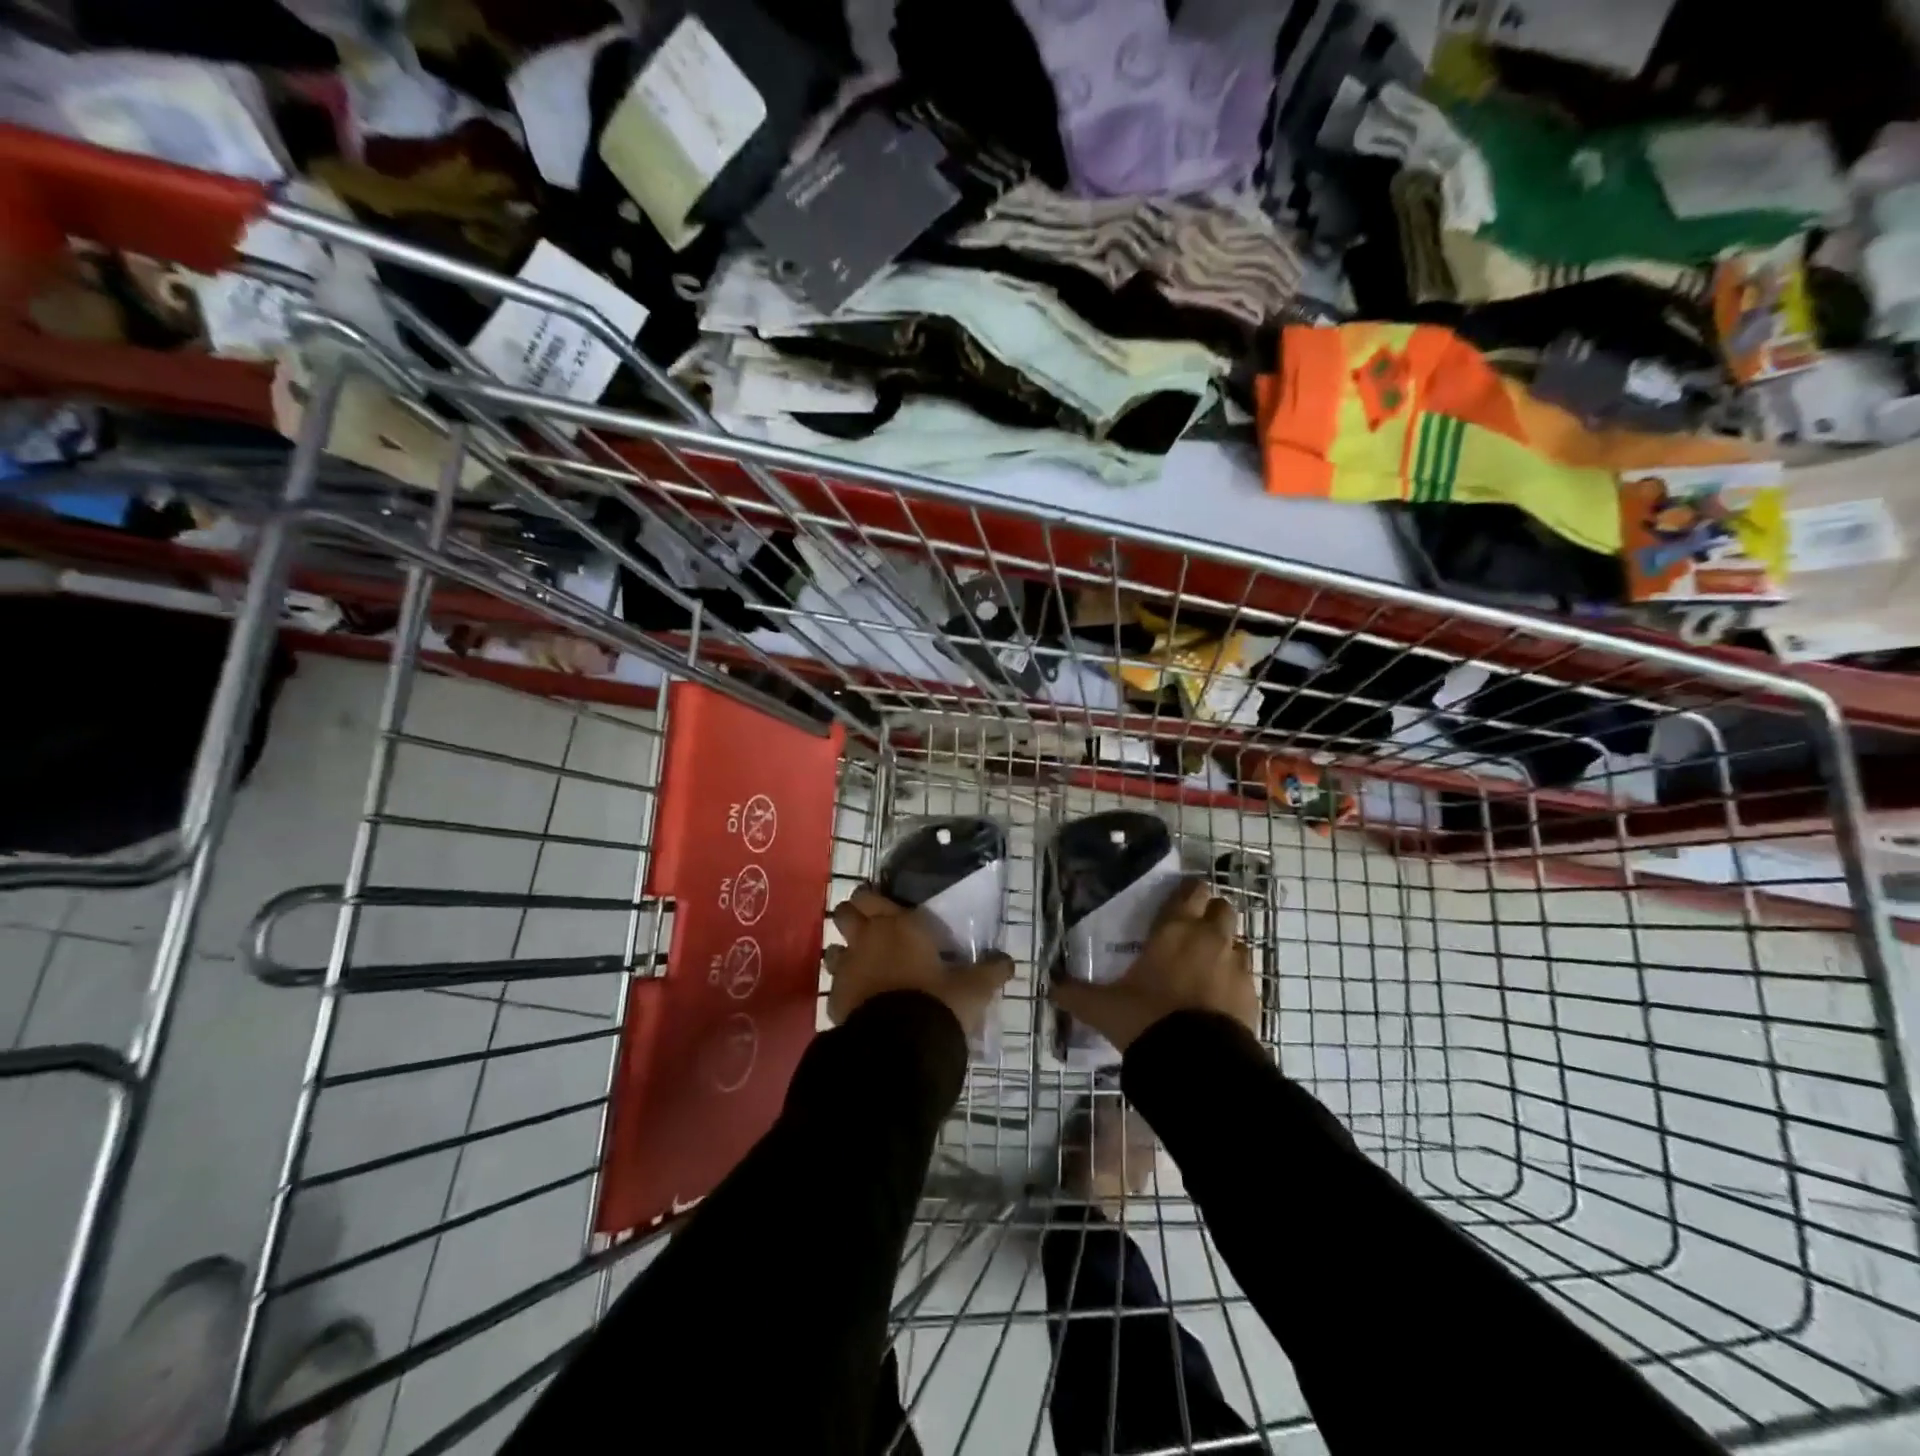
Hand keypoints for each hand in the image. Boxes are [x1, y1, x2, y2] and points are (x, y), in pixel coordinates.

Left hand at [825, 886, 1013, 1036]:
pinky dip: (843, 985)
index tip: (884, 905)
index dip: (874, 898)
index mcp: (900, 924)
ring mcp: (847, 967)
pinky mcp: (835, 997)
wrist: (899, 1046)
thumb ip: (991, 972)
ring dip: (844, 950)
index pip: (872, 896)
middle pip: (845, 913)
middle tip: (868, 926)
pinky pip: (834, 983)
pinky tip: (857, 996)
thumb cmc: (939, 1002)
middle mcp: (868, 937)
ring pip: (833, 946)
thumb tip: (1009, 962)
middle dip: (852, 915)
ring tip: (860, 962)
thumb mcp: (974, 988)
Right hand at [1049, 877, 1258, 1053]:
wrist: (1198, 1065)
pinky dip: (1234, 980)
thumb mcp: (1104, 1008)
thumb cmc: (1147, 1018)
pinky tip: (1217, 999)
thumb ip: (1077, 994)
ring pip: (1238, 942)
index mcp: (1176, 929)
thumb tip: (1050, 988)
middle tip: (1191, 933)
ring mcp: (1237, 967)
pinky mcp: (1253, 996)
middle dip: (1211, 915)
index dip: (1187, 893)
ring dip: (1226, 947)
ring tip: (1205, 967)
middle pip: (1223, 909)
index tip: (1176, 902)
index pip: (1191, 891)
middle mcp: (1210, 939)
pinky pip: (1246, 976)